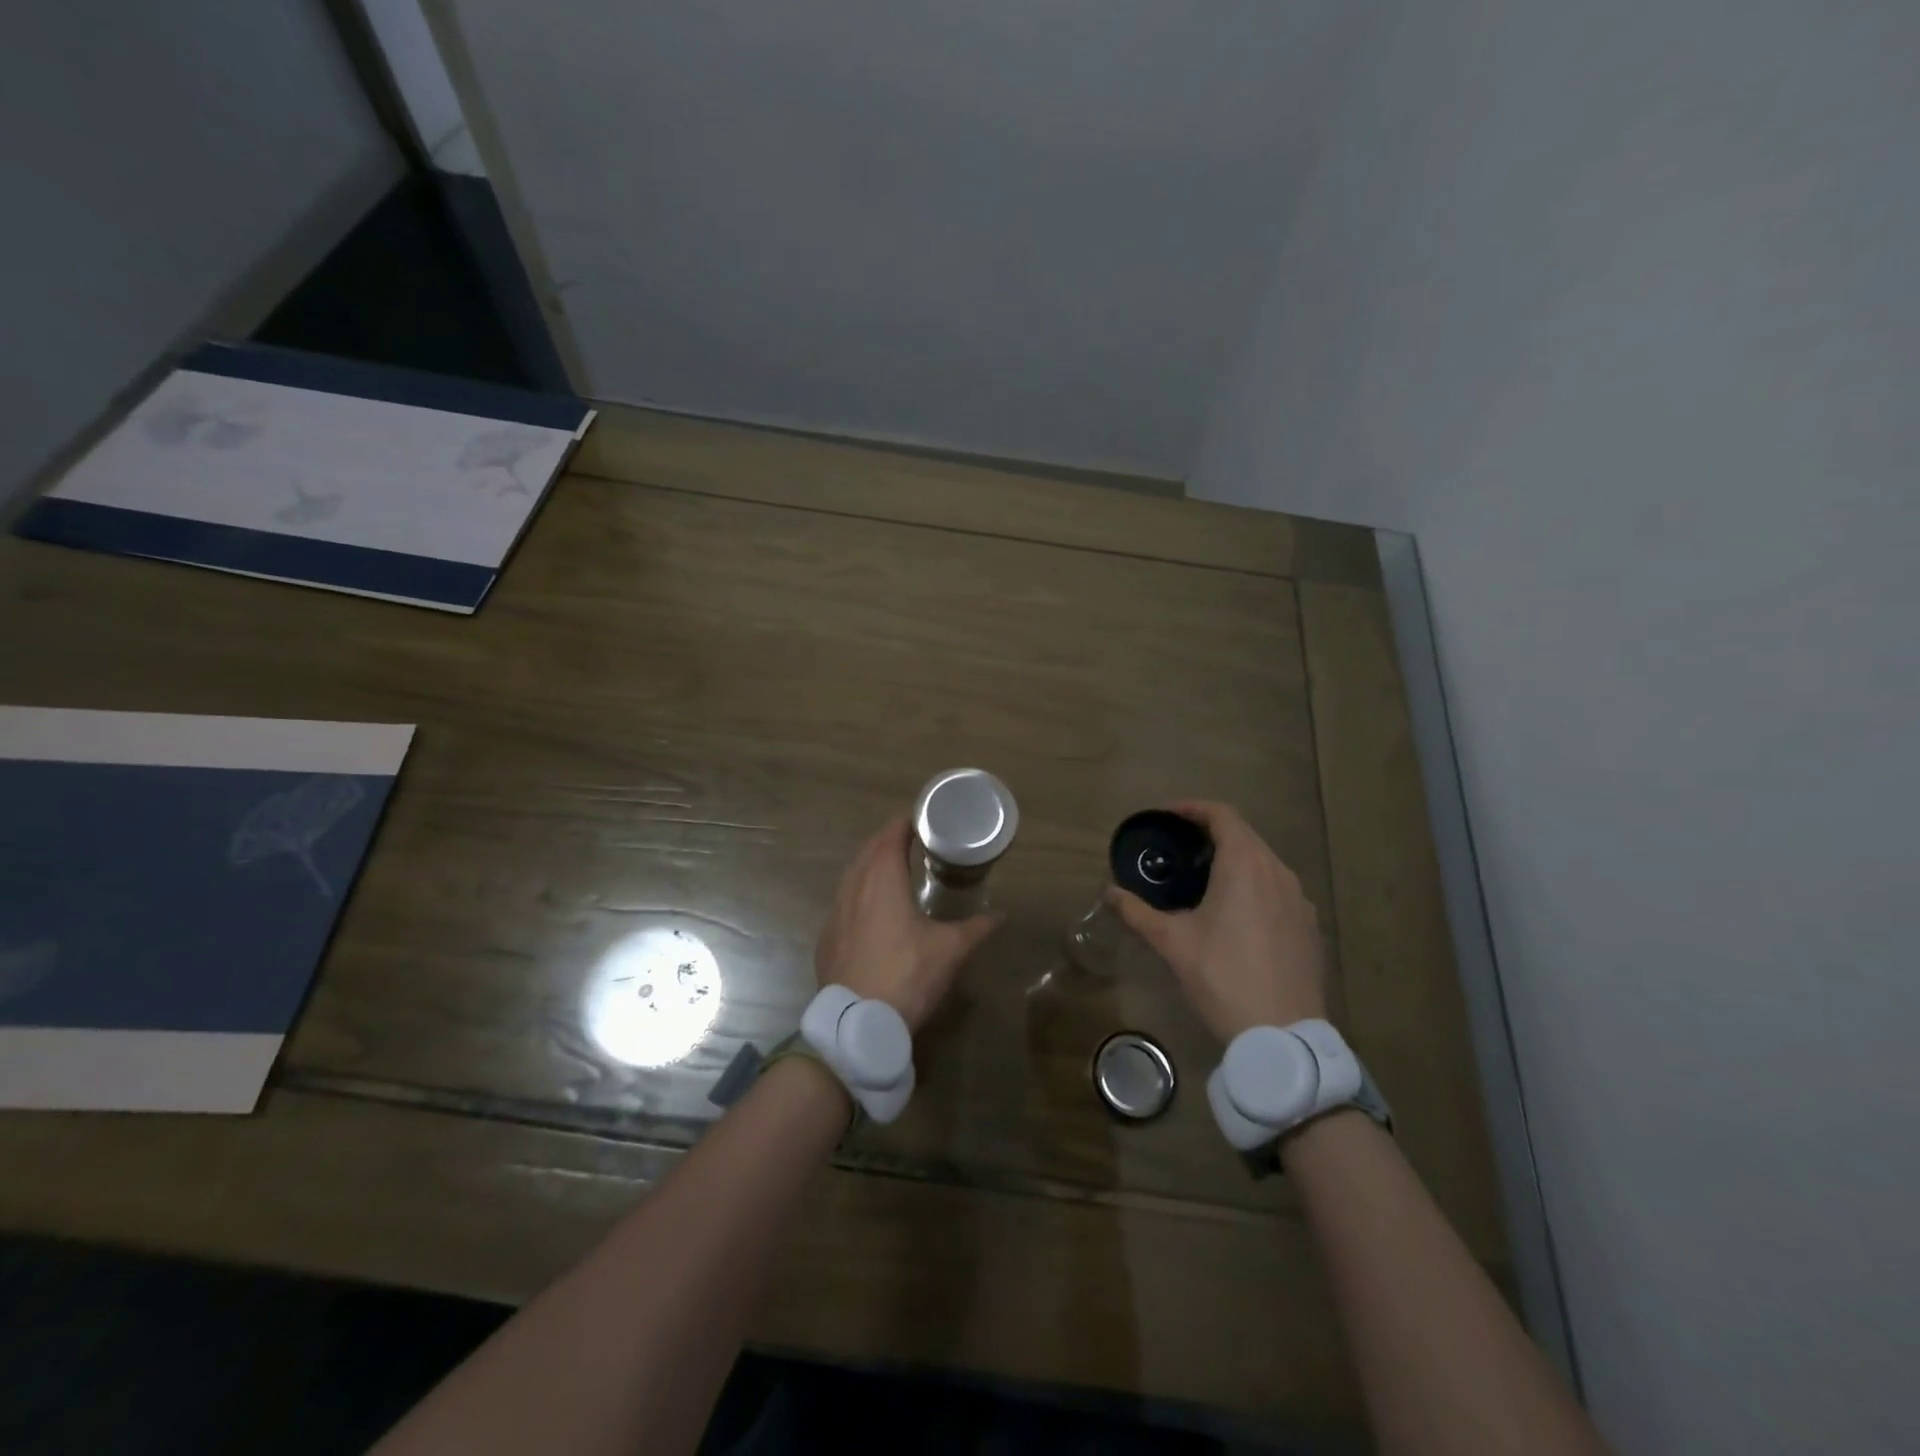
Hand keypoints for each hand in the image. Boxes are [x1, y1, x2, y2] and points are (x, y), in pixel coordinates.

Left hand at [815, 818, 1001, 1032]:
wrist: (856, 1023)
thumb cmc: (907, 975)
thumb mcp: (950, 950)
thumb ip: (976, 928)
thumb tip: (1001, 916)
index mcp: (883, 880)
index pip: (890, 837)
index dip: (905, 824)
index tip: (921, 820)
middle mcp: (854, 887)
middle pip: (868, 851)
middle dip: (887, 840)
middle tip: (910, 839)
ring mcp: (835, 913)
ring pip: (851, 875)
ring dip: (870, 864)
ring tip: (891, 869)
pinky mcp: (827, 937)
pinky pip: (842, 901)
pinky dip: (857, 892)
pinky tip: (869, 908)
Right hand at [1106, 800, 1327, 1042]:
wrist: (1283, 1035)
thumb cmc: (1222, 977)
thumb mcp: (1172, 943)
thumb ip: (1136, 911)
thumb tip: (1108, 891)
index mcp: (1245, 865)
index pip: (1222, 815)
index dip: (1193, 808)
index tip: (1167, 816)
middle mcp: (1278, 872)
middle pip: (1244, 836)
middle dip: (1210, 834)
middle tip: (1178, 848)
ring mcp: (1299, 900)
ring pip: (1264, 862)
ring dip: (1234, 859)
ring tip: (1204, 879)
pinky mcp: (1309, 926)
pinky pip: (1279, 889)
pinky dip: (1254, 885)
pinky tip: (1236, 914)